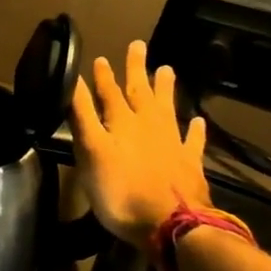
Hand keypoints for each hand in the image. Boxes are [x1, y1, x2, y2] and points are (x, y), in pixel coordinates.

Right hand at [71, 40, 210, 244]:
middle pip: (140, 92)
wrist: (171, 224)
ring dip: (164, 89)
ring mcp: (172, 143)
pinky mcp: (189, 164)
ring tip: (166, 70)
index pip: (108, 93)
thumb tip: (73, 84)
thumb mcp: (91, 153)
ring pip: (167, 108)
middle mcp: (148, 126)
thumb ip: (82, 118)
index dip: (103, 76)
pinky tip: (198, 122)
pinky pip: (192, 140)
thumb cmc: (121, 191)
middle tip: (138, 46)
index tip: (100, 58)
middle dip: (136, 70)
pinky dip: (194, 129)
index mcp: (121, 123)